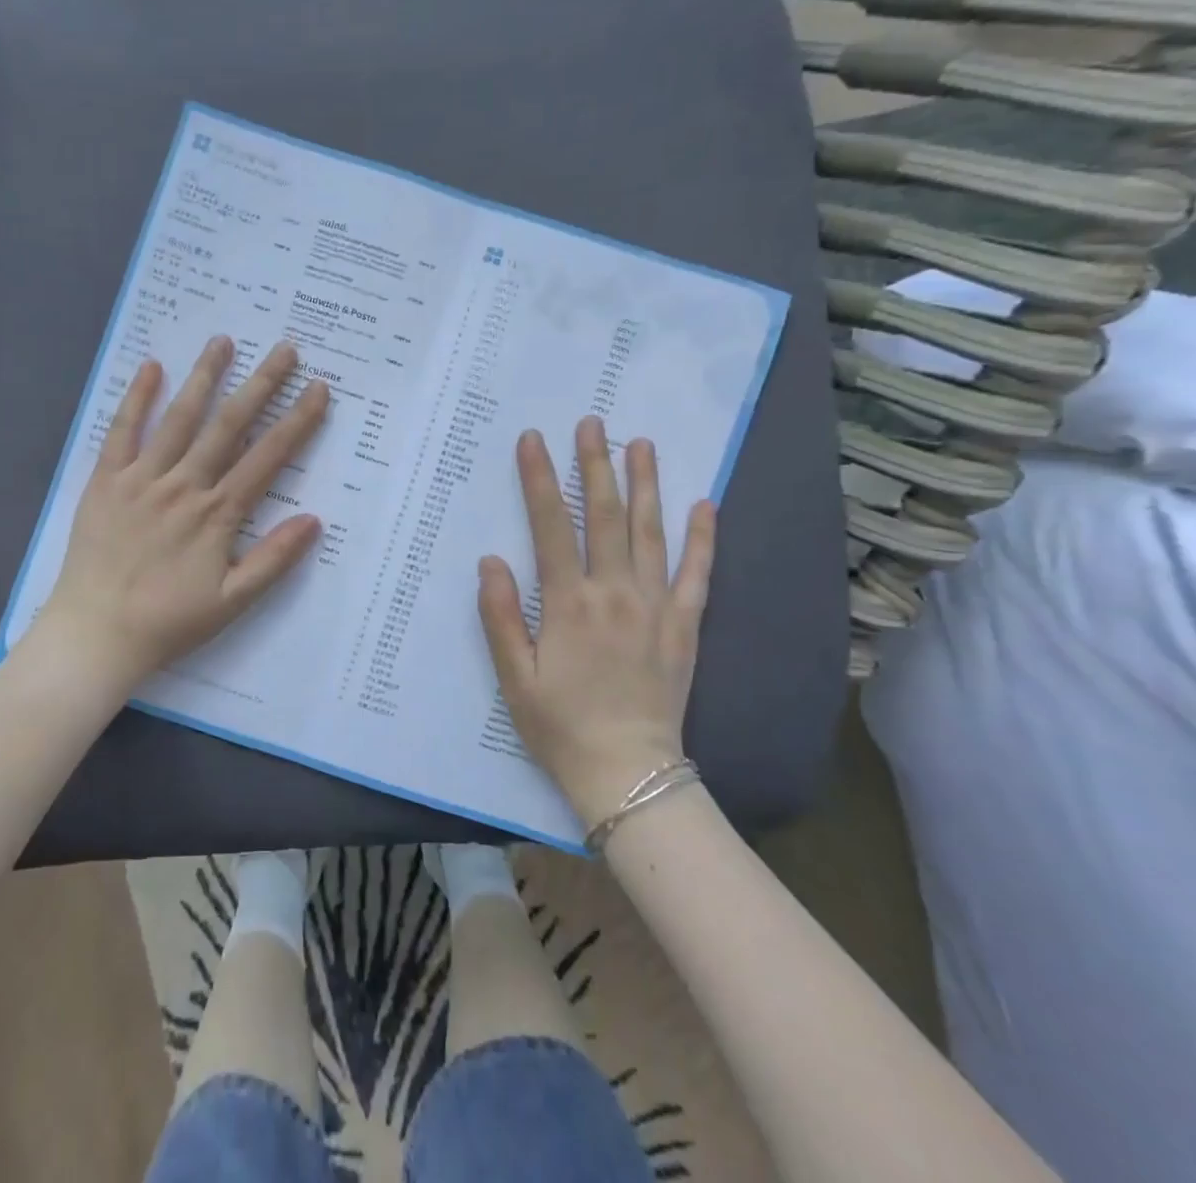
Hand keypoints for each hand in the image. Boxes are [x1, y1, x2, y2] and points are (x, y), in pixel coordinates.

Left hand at [34, 335, 330, 698]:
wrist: (96, 633)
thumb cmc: (168, 621)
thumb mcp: (232, 601)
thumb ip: (274, 559)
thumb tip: (314, 519)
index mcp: (217, 514)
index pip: (267, 457)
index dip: (297, 421)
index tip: (318, 389)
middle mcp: (184, 486)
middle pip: (229, 426)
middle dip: (260, 384)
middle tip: (284, 349)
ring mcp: (142, 479)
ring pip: (179, 419)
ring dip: (204, 378)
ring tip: (224, 342)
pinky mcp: (106, 481)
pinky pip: (122, 432)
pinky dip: (136, 398)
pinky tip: (151, 368)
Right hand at [477, 420, 715, 827]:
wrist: (628, 772)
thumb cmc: (560, 725)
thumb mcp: (514, 676)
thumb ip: (502, 616)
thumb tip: (491, 560)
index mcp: (569, 603)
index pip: (551, 526)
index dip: (541, 479)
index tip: (533, 440)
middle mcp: (614, 593)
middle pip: (604, 516)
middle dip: (595, 465)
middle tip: (592, 422)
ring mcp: (656, 607)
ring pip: (651, 533)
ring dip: (645, 485)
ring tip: (641, 444)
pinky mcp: (685, 626)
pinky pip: (697, 573)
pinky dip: (702, 537)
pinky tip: (704, 504)